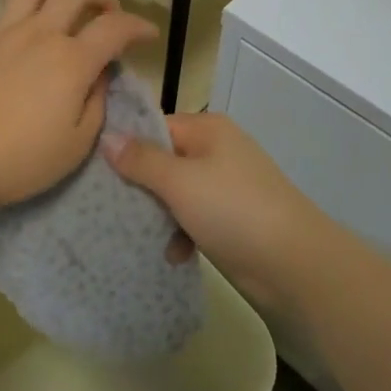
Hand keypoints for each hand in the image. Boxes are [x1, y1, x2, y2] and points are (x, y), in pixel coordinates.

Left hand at [0, 0, 155, 216]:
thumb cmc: (21, 161)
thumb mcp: (77, 144)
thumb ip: (95, 102)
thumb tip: (99, 74)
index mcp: (71, 60)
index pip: (115, 28)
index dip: (138, 26)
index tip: (148, 33)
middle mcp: (40, 33)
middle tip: (106, 10)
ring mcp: (1, 32)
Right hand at [104, 112, 333, 310]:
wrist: (295, 264)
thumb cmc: (233, 210)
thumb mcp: (179, 182)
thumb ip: (141, 160)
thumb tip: (107, 136)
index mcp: (207, 129)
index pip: (155, 126)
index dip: (126, 145)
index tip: (94, 166)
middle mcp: (217, 150)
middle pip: (164, 160)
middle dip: (140, 184)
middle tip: (108, 205)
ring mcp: (227, 185)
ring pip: (177, 192)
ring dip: (159, 213)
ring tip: (136, 233)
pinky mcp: (233, 218)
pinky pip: (195, 217)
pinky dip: (182, 232)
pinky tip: (172, 254)